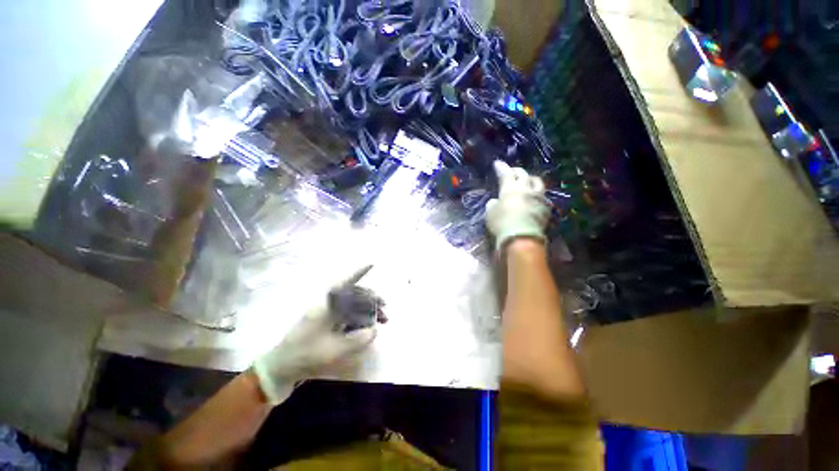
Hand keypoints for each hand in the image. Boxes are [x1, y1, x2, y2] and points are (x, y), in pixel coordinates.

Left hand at [252, 265, 384, 404]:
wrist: (282, 366)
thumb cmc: (306, 354)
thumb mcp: (334, 350)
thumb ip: (357, 339)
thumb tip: (374, 330)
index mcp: (326, 305)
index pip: (344, 283)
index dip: (358, 272)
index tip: (371, 264)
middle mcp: (327, 304)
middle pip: (354, 294)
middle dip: (372, 299)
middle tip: (385, 310)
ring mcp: (326, 313)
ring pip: (352, 304)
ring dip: (367, 309)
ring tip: (381, 320)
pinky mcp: (326, 321)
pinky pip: (347, 314)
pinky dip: (359, 317)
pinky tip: (367, 326)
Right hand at [485, 161, 550, 250]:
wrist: (522, 237)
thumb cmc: (502, 223)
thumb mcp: (490, 213)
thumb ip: (493, 204)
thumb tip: (496, 201)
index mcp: (510, 188)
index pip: (505, 173)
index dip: (501, 167)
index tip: (497, 163)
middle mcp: (526, 189)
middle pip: (523, 174)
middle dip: (516, 171)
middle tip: (512, 171)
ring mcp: (538, 197)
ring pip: (537, 182)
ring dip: (530, 179)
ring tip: (527, 181)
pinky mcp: (546, 208)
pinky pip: (542, 196)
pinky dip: (537, 194)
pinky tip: (535, 198)